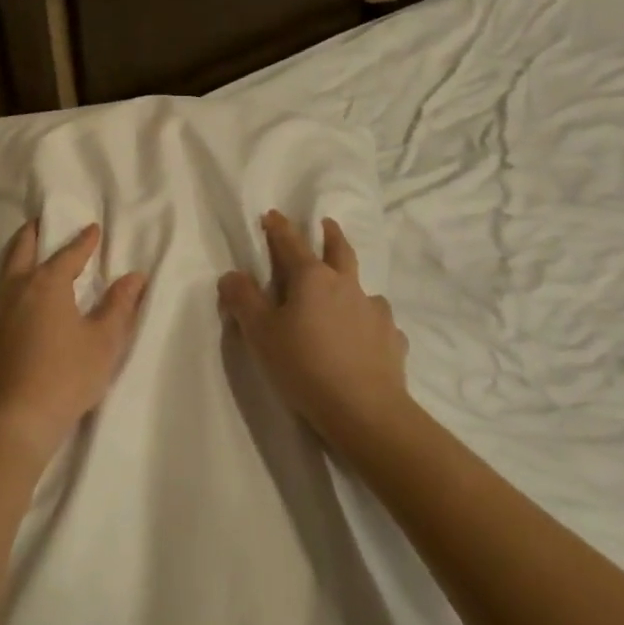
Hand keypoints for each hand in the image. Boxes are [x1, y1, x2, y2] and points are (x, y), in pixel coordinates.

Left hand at [0, 221, 146, 459]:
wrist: (14, 420)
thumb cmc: (67, 375)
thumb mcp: (104, 341)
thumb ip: (119, 306)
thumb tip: (134, 276)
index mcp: (47, 284)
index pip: (69, 253)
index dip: (83, 241)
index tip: (93, 229)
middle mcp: (15, 290)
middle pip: (21, 250)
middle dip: (33, 233)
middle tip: (40, 223)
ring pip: (1, 277)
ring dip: (13, 265)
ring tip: (23, 267)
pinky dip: (1, 299)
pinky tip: (6, 312)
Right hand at [218, 211, 408, 449]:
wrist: (364, 410)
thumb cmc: (304, 365)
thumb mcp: (261, 333)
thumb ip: (243, 300)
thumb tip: (231, 275)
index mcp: (313, 278)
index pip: (291, 243)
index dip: (279, 228)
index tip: (272, 214)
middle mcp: (347, 286)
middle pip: (339, 251)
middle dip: (330, 234)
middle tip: (327, 224)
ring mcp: (374, 311)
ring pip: (362, 288)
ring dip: (352, 284)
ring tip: (346, 294)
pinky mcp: (392, 339)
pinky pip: (379, 324)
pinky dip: (369, 324)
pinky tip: (366, 338)